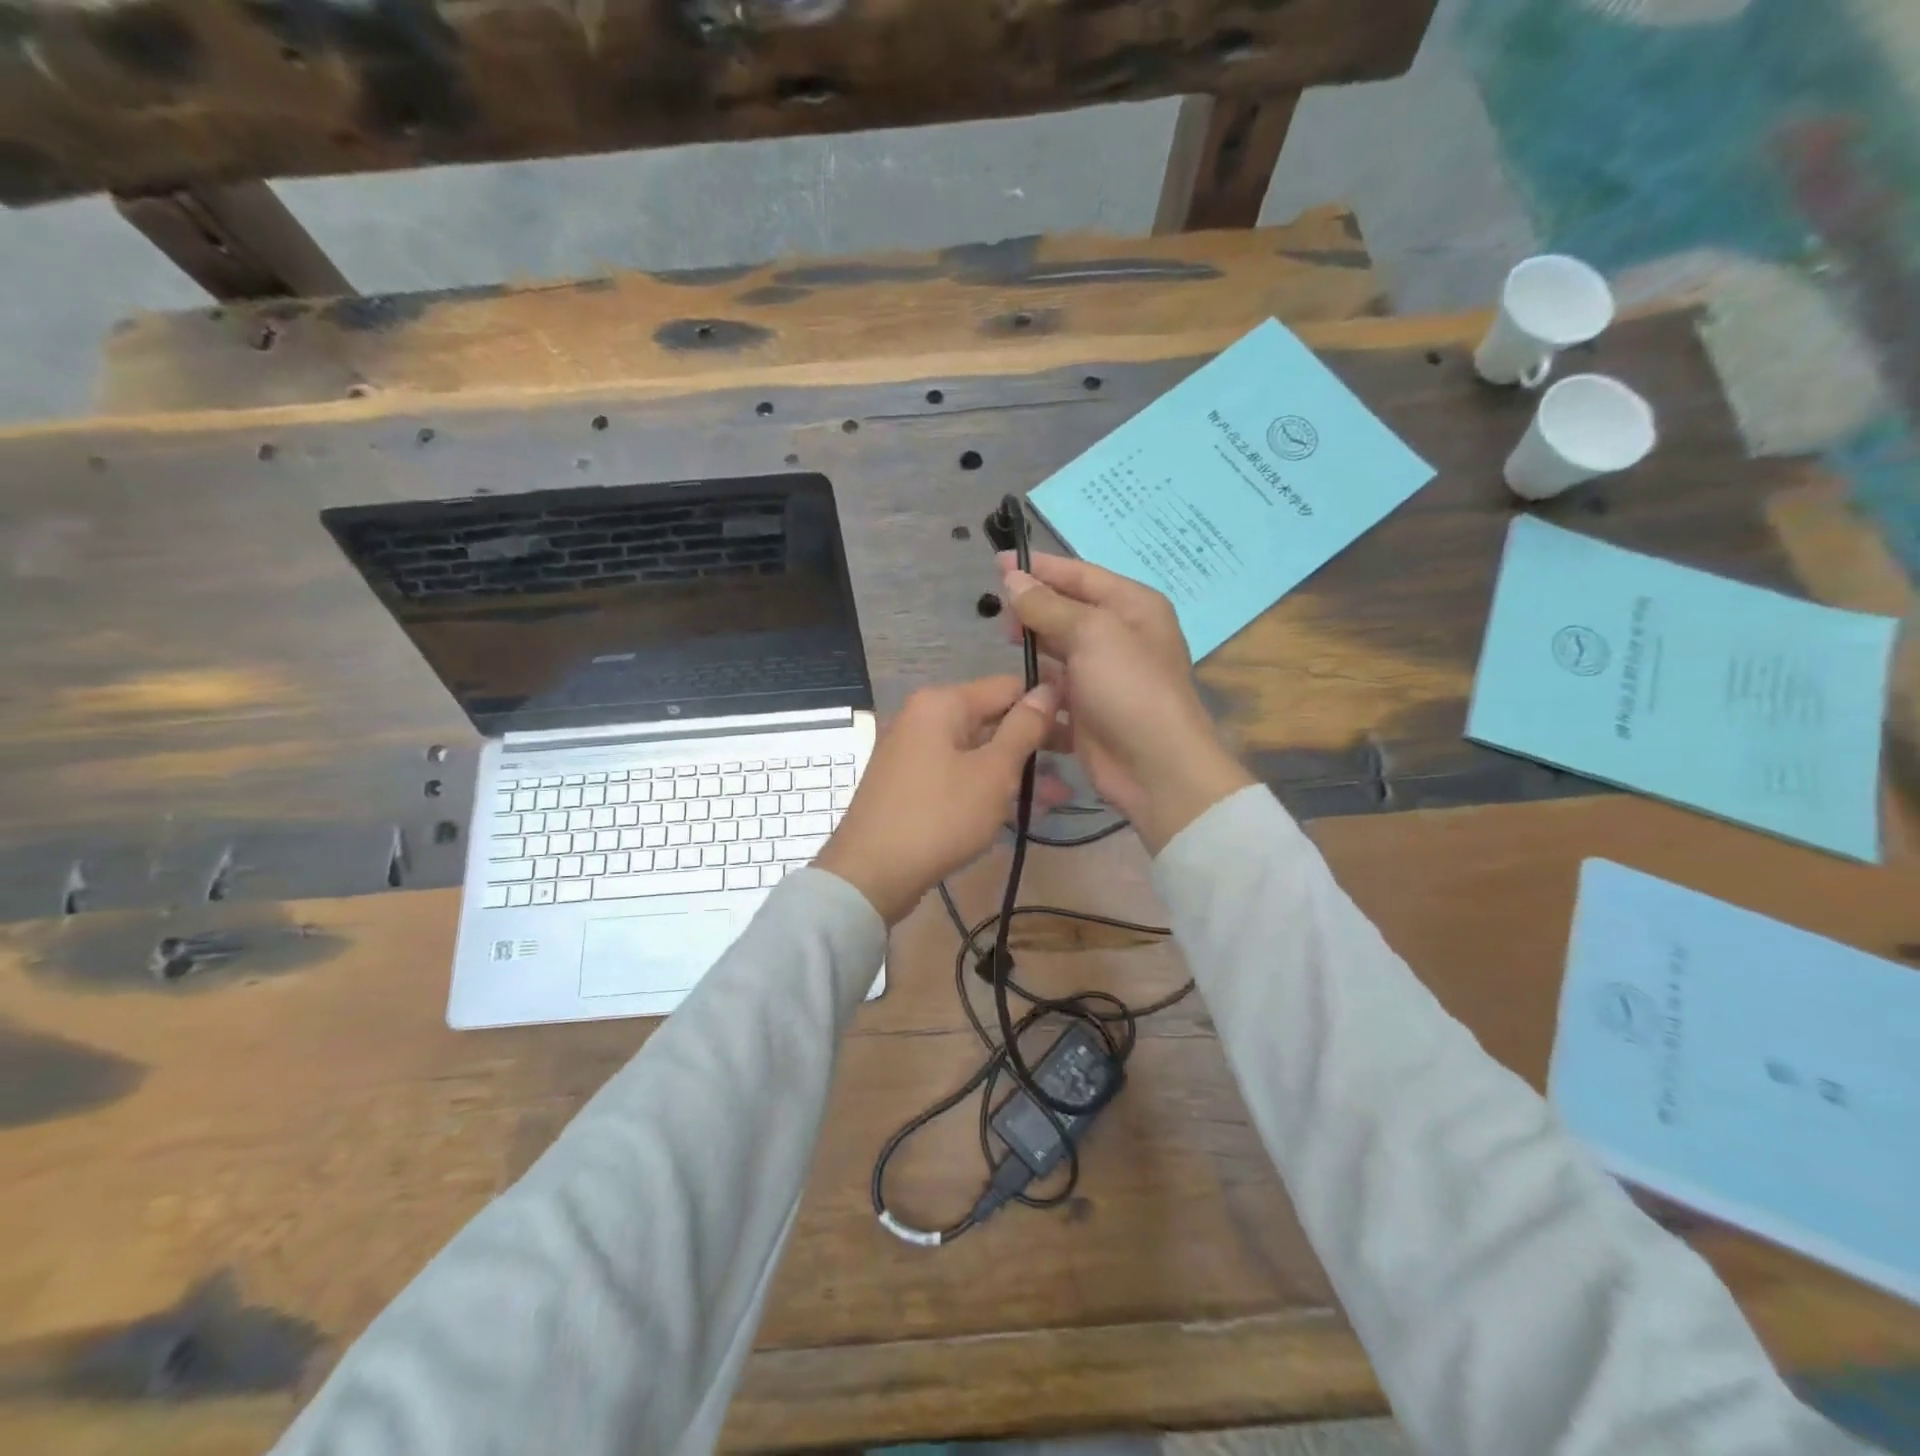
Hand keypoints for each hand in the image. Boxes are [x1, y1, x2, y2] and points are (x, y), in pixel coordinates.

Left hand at [815, 676, 1060, 923]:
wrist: (871, 873)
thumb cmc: (940, 816)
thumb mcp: (993, 772)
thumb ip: (1024, 728)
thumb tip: (1048, 689)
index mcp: (942, 703)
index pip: (1008, 687)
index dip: (1047, 704)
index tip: (1082, 727)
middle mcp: (924, 718)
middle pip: (992, 718)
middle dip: (1034, 743)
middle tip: (1075, 764)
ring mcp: (914, 752)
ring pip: (978, 751)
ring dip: (1017, 771)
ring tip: (1060, 798)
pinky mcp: (911, 784)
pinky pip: (959, 774)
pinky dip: (988, 786)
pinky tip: (1022, 809)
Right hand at [1000, 552, 1252, 852]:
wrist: (1156, 768)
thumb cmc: (1129, 688)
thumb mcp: (1091, 634)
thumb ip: (1048, 606)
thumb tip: (1013, 578)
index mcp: (1132, 607)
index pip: (1079, 575)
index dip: (1039, 568)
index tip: (997, 563)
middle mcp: (1120, 637)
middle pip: (1067, 613)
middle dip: (1033, 611)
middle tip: (999, 617)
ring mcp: (1103, 678)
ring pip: (1057, 654)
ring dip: (1032, 651)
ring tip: (1004, 648)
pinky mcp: (1087, 714)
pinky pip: (1054, 694)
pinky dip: (1036, 692)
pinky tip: (1014, 691)